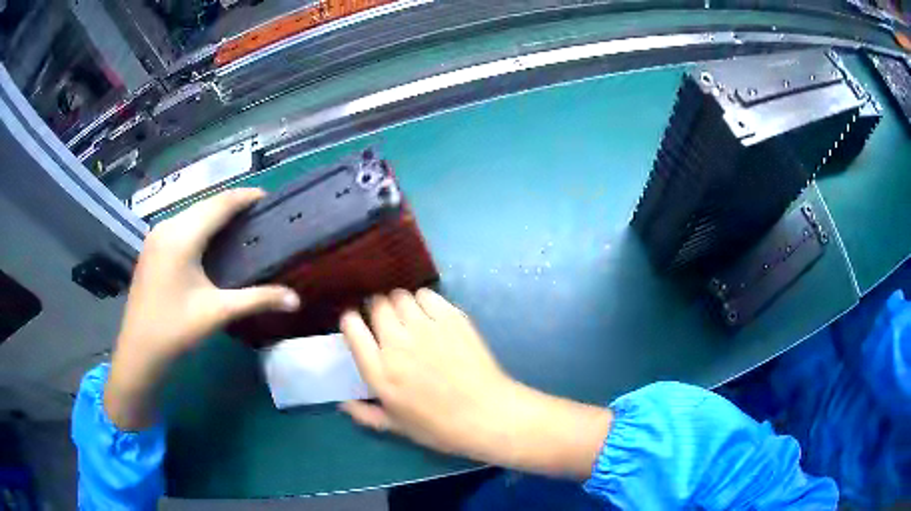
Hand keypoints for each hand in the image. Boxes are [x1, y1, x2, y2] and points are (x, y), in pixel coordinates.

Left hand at [105, 189, 299, 429]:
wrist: (138, 351)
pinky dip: (199, 224)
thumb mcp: (218, 312)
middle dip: (232, 204)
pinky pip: (180, 224)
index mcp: (182, 236)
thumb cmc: (176, 330)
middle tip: (258, 214)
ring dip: (214, 213)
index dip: (245, 196)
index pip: (220, 203)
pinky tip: (208, 240)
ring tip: (238, 224)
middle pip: (205, 204)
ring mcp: (156, 236)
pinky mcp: (151, 247)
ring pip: (191, 213)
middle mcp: (167, 227)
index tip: (268, 197)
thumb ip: (258, 300)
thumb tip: (296, 300)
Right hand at [340, 289, 611, 479]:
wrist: (487, 414)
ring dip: (398, 303)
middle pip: (376, 305)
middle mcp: (398, 344)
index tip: (356, 324)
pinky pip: (426, 295)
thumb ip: (365, 414)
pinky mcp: (452, 318)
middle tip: (385, 321)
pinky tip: (428, 314)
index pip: (352, 327)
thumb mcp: (397, 427)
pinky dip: (422, 300)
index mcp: (380, 372)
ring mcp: (426, 328)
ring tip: (407, 316)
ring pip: (400, 296)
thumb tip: (342, 403)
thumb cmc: (440, 426)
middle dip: (375, 309)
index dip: (351, 320)